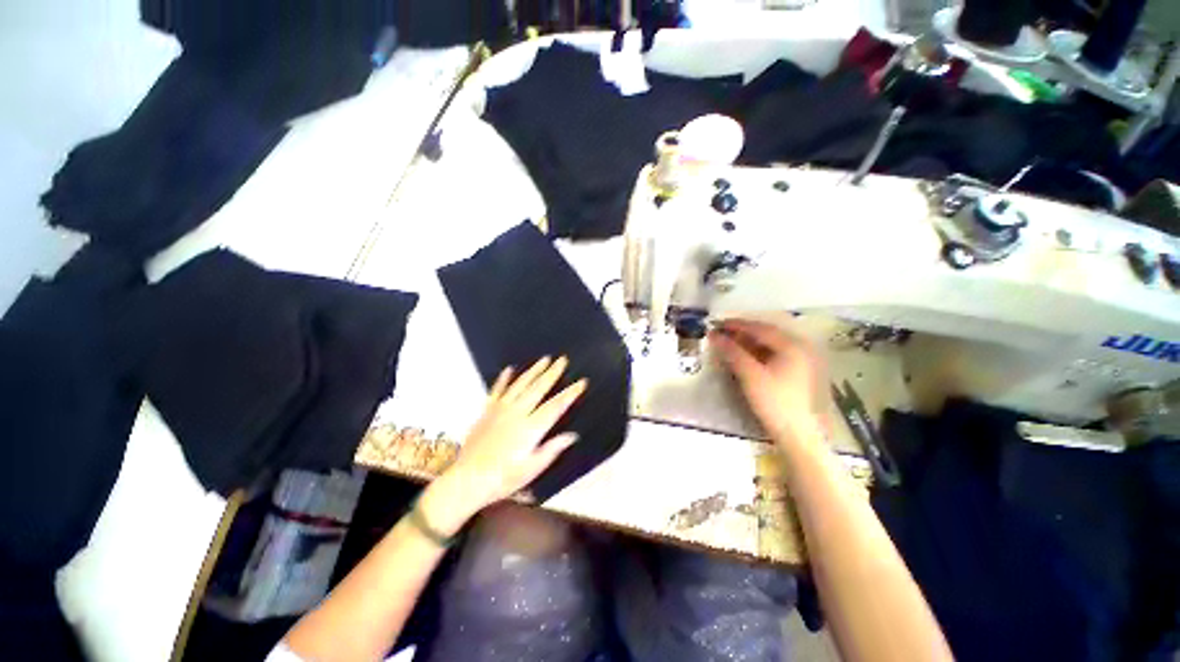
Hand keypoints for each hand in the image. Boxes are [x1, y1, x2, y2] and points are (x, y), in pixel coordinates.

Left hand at [422, 357, 585, 534]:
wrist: (467, 480)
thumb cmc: (503, 478)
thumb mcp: (532, 469)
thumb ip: (552, 449)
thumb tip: (572, 435)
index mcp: (531, 428)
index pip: (556, 406)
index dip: (570, 393)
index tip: (581, 382)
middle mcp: (517, 413)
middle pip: (539, 388)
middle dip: (553, 373)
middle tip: (562, 360)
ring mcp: (501, 410)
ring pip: (521, 384)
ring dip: (534, 371)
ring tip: (544, 359)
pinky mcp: (487, 411)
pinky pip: (497, 390)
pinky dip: (504, 378)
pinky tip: (509, 369)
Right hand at [711, 319, 826, 445]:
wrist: (799, 435)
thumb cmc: (775, 402)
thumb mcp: (750, 375)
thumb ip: (732, 352)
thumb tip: (714, 335)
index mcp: (792, 346)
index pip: (759, 328)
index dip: (736, 325)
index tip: (717, 324)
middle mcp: (800, 348)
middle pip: (766, 334)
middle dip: (742, 333)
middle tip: (721, 333)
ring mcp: (801, 361)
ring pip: (770, 345)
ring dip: (749, 343)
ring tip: (729, 344)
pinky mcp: (798, 373)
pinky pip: (775, 355)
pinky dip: (757, 353)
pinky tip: (745, 357)